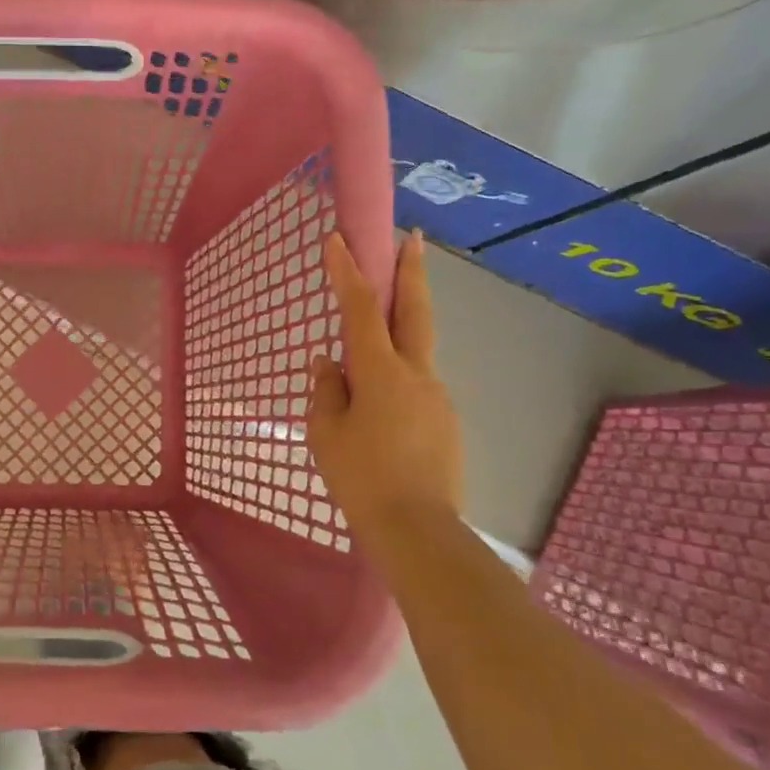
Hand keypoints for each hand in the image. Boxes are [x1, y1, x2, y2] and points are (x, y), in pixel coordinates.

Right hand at [307, 231, 463, 552]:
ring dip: (401, 329)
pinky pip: (416, 385)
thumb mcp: (325, 432)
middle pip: (416, 311)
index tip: (337, 239)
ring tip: (368, 352)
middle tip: (413, 238)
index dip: (348, 271)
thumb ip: (326, 390)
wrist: (418, 530)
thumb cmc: (361, 478)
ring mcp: (436, 396)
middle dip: (412, 270)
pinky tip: (381, 408)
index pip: (362, 309)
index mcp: (381, 373)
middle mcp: (416, 374)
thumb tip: (329, 363)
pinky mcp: (445, 420)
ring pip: (416, 350)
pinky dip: (398, 377)